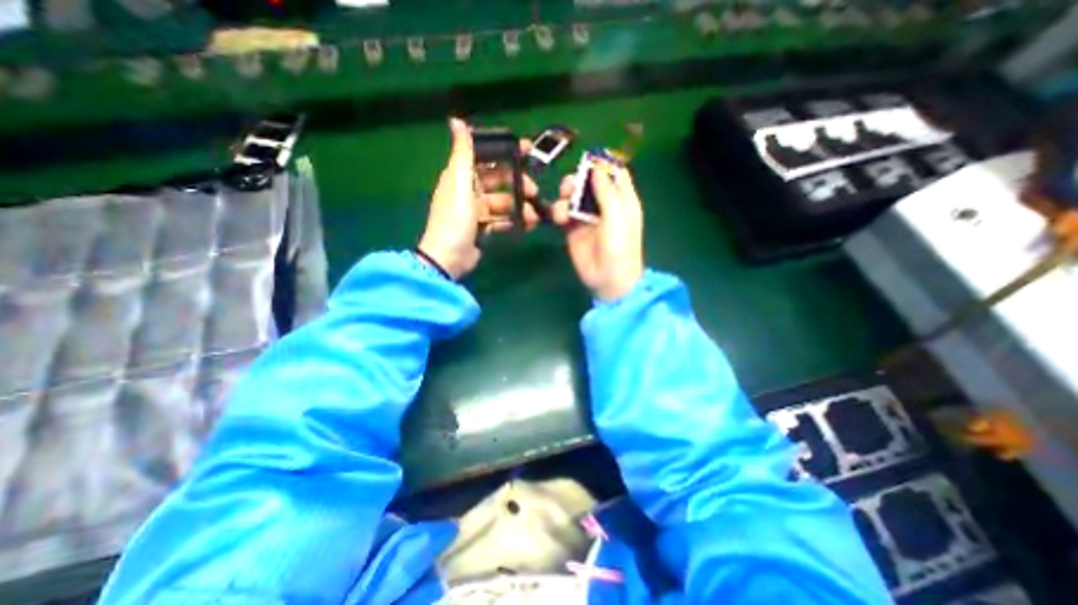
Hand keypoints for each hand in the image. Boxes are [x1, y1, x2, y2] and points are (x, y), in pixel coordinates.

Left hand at [421, 118, 538, 278]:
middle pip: (499, 181)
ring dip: (519, 206)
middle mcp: (469, 190)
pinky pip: (502, 220)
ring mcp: (477, 211)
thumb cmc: (455, 217)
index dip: (505, 151)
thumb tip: (456, 120)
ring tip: (534, 215)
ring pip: (503, 202)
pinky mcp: (483, 228)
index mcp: (462, 175)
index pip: (486, 157)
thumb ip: (463, 153)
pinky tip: (527, 225)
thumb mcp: (459, 182)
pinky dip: (514, 221)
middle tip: (534, 191)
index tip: (528, 150)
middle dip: (518, 184)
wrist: (449, 257)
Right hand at [550, 158, 642, 298]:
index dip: (603, 164)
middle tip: (571, 187)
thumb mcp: (617, 215)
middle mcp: (604, 204)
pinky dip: (559, 211)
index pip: (614, 172)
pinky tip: (560, 219)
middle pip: (589, 181)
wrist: (607, 278)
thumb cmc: (619, 246)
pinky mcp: (573, 228)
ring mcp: (587, 216)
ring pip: (573, 195)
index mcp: (622, 199)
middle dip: (578, 180)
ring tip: (564, 207)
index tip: (588, 161)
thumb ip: (606, 190)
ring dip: (565, 196)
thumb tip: (596, 166)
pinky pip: (563, 212)